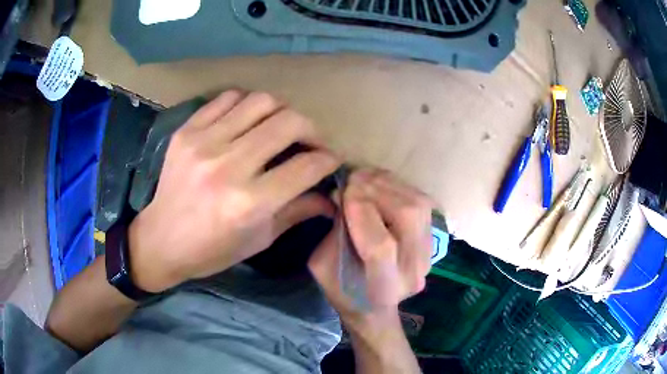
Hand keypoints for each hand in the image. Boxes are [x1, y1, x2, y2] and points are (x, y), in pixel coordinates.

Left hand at [128, 91, 340, 291]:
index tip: (331, 159)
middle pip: (289, 122)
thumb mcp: (259, 240)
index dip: (328, 159)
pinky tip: (248, 120)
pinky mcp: (187, 131)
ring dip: (281, 111)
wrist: (161, 240)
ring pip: (261, 101)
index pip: (306, 167)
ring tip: (280, 126)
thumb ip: (297, 213)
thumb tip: (330, 199)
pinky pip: (227, 98)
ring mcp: (204, 143)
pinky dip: (246, 104)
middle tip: (311, 141)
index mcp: (249, 203)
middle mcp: (228, 167)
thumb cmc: (212, 250)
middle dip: (312, 129)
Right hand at [308, 169, 432, 327]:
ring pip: (418, 205)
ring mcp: (428, 254)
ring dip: (389, 184)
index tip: (341, 192)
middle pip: (407, 218)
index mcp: (382, 287)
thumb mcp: (323, 268)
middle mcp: (413, 271)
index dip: (362, 212)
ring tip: (365, 177)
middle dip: (376, 190)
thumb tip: (343, 196)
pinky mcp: (432, 241)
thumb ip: (333, 234)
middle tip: (353, 178)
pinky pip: (422, 204)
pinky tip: (381, 183)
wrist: (375, 307)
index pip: (381, 246)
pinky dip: (399, 187)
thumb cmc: (343, 292)